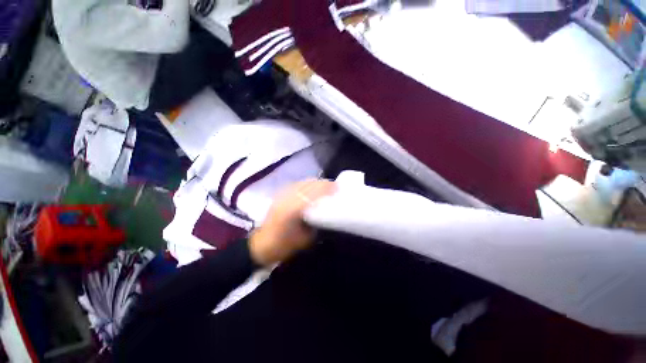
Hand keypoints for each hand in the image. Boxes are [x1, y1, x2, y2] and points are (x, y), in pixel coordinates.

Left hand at [249, 179, 336, 265]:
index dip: (324, 190)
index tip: (336, 188)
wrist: (262, 245)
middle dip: (322, 184)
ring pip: (301, 183)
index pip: (311, 195)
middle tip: (334, 185)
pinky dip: (306, 183)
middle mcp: (285, 200)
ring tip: (326, 184)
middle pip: (306, 186)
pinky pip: (296, 185)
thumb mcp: (304, 240)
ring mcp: (281, 196)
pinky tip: (312, 185)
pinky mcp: (279, 195)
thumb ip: (316, 224)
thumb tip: (326, 213)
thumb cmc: (284, 246)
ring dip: (315, 182)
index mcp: (291, 211)